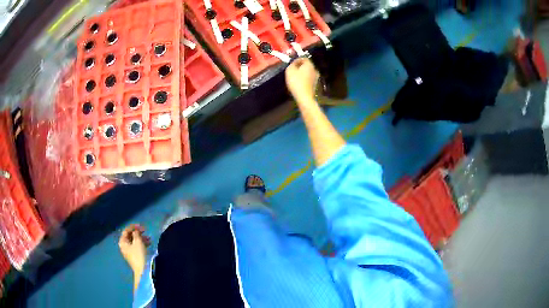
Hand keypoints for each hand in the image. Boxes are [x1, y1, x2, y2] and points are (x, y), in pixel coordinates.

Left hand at [118, 224, 150, 276]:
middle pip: (130, 236)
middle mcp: (124, 246)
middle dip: (138, 233)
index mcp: (122, 241)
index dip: (133, 227)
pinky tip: (148, 244)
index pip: (126, 230)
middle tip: (145, 232)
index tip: (141, 226)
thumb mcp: (138, 241)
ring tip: (149, 239)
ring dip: (141, 238)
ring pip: (134, 242)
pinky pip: (137, 247)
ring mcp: (129, 252)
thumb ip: (136, 234)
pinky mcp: (134, 256)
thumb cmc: (139, 254)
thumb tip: (136, 231)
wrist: (142, 270)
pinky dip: (142, 244)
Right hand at [285, 57, 319, 103]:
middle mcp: (315, 70)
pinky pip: (309, 79)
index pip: (304, 58)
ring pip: (308, 72)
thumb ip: (292, 64)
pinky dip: (304, 79)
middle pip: (307, 65)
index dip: (297, 59)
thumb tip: (295, 63)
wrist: (304, 96)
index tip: (291, 63)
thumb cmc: (296, 81)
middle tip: (293, 69)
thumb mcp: (290, 70)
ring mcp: (316, 78)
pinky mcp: (315, 85)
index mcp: (309, 65)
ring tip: (295, 76)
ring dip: (302, 73)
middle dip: (300, 66)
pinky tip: (299, 82)